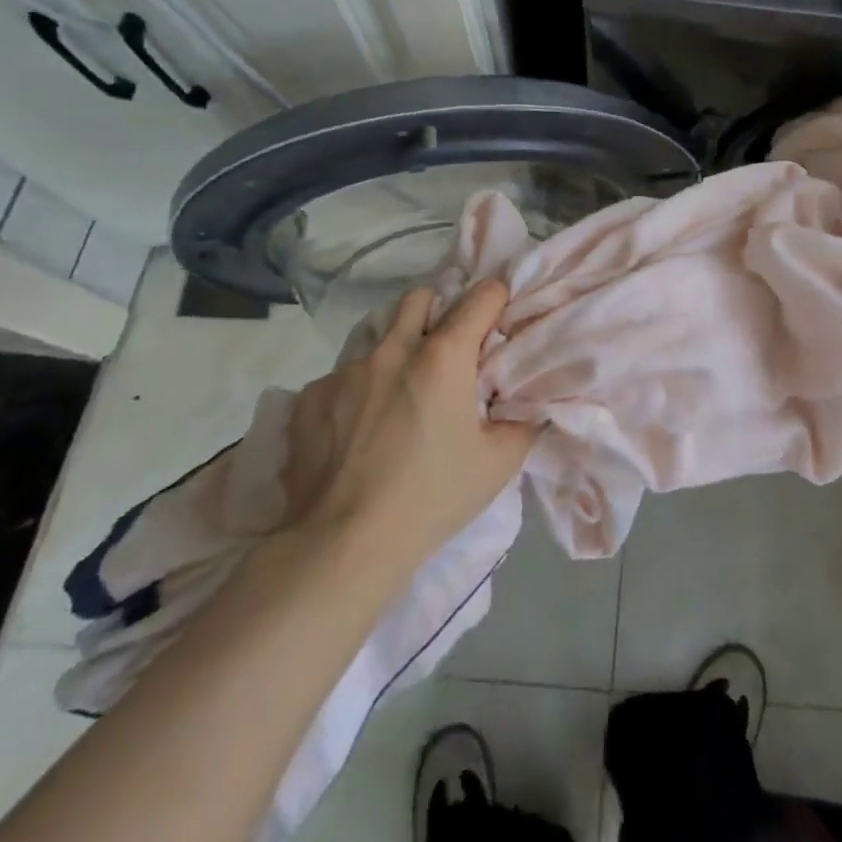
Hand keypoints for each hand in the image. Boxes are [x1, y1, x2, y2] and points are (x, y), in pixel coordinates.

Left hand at [280, 278, 535, 569]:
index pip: (482, 296)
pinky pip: (341, 378)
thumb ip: (522, 422)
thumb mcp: (498, 463)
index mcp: (444, 356)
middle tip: (447, 350)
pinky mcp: (309, 398)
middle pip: (420, 298)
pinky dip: (356, 393)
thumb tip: (531, 402)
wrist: (343, 546)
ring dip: (396, 354)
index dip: (497, 300)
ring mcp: (345, 371)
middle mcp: (393, 349)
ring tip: (397, 398)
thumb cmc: (432, 498)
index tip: (499, 318)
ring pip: (378, 339)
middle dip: (438, 311)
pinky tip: (356, 432)